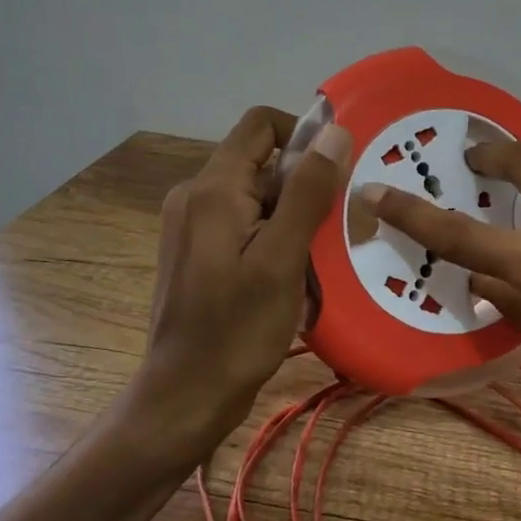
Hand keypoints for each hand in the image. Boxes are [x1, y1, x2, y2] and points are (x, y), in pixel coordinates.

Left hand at [125, 106, 350, 462]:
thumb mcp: (282, 259)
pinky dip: (273, 237)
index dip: (304, 135)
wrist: (185, 395)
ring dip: (292, 217)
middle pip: (261, 162)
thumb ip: (308, 191)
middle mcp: (195, 194)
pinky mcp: (196, 249)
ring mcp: (192, 223)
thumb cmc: (237, 330)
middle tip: (333, 231)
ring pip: (257, 196)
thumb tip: (335, 132)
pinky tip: (291, 276)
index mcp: (213, 188)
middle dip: (303, 187)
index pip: (262, 124)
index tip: (335, 175)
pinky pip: (243, 222)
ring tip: (314, 262)